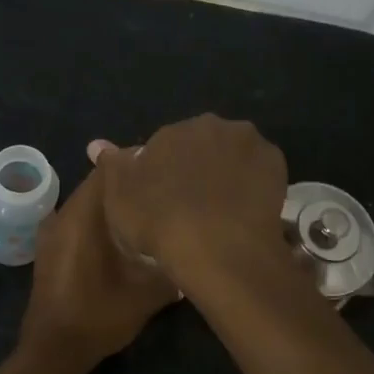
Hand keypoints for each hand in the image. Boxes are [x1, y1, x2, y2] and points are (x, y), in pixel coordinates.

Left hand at [17, 166, 179, 373]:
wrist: (52, 351)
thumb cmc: (97, 316)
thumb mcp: (147, 294)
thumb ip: (172, 269)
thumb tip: (195, 254)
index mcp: (83, 215)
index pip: (109, 170)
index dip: (136, 163)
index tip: (164, 166)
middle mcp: (64, 214)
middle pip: (98, 184)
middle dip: (128, 184)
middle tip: (160, 189)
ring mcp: (52, 231)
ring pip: (88, 203)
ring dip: (113, 203)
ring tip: (145, 210)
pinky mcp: (50, 248)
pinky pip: (78, 221)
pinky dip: (99, 220)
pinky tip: (121, 235)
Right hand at [91, 115, 288, 291]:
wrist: (218, 247)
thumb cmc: (160, 221)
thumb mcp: (119, 197)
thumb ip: (112, 165)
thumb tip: (97, 144)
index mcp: (173, 130)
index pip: (165, 146)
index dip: (165, 173)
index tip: (165, 199)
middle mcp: (212, 125)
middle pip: (203, 145)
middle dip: (198, 165)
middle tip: (193, 203)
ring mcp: (249, 143)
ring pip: (233, 155)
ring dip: (228, 171)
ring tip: (222, 209)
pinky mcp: (276, 164)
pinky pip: (260, 171)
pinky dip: (253, 184)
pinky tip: (245, 210)